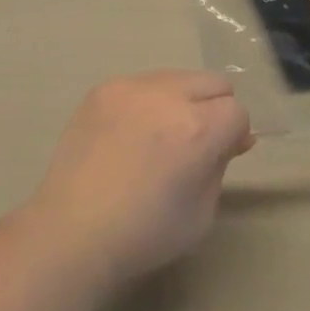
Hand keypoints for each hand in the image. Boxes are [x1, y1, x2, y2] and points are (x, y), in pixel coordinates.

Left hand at [25, 72, 254, 287]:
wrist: (73, 230)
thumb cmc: (144, 233)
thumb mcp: (202, 212)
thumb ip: (221, 165)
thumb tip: (234, 137)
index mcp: (197, 129)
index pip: (237, 110)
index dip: (233, 134)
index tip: (220, 155)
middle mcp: (167, 96)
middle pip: (213, 82)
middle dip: (214, 109)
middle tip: (194, 143)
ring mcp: (131, 86)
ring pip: (177, 77)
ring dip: (180, 100)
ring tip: (157, 137)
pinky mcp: (104, 88)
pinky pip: (141, 83)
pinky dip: (146, 102)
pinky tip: (128, 134)